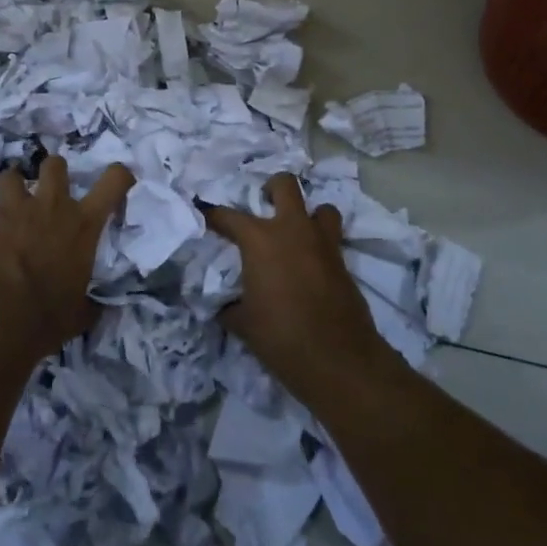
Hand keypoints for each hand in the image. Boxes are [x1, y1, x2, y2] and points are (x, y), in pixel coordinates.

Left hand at [0, 157, 134, 359]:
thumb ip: (89, 304)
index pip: (113, 181)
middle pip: (54, 164)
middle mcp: (50, 207)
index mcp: (83, 225)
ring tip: (9, 207)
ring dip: (11, 189)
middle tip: (49, 191)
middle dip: (52, 171)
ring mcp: (13, 210)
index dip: (119, 175)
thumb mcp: (80, 313)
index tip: (118, 179)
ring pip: (10, 176)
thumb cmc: (47, 318)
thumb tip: (96, 309)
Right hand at [202, 173, 393, 404]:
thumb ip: (228, 306)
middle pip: (284, 185)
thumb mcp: (243, 324)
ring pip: (321, 207)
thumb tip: (221, 305)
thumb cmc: (281, 338)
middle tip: (263, 205)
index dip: (212, 214)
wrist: (338, 360)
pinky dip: (321, 244)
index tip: (203, 213)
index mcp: (260, 240)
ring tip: (296, 233)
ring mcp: (323, 243)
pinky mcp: (343, 262)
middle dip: (272, 188)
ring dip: (308, 215)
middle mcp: (292, 230)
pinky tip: (311, 264)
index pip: (228, 216)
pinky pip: (332, 239)